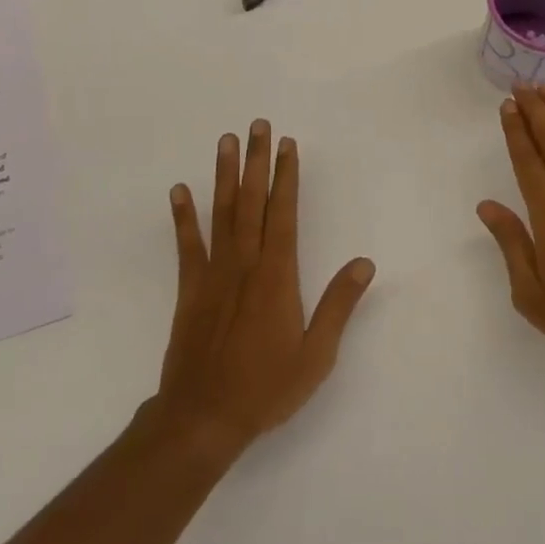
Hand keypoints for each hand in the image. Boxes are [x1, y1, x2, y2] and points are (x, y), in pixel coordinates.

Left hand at [151, 119, 375, 460]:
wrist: (203, 419)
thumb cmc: (266, 387)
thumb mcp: (316, 354)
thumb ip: (339, 305)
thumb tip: (364, 263)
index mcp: (277, 275)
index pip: (284, 213)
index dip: (287, 177)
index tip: (289, 145)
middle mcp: (245, 264)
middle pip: (252, 202)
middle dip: (257, 161)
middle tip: (258, 125)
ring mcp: (214, 274)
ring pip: (222, 213)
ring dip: (225, 175)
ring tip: (226, 141)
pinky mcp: (190, 289)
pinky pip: (187, 245)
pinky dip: (183, 217)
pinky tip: (180, 190)